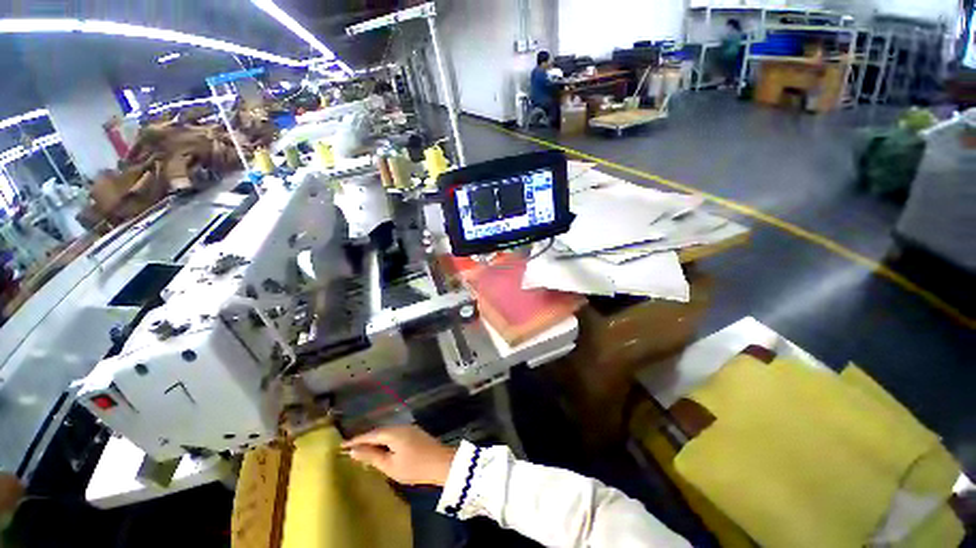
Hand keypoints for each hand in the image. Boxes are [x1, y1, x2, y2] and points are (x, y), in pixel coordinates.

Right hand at [341, 425, 456, 485]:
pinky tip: (382, 449)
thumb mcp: (390, 465)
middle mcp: (400, 426)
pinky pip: (395, 435)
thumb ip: (372, 457)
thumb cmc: (414, 466)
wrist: (441, 463)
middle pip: (379, 431)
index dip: (356, 440)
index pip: (370, 434)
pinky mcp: (415, 434)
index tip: (341, 445)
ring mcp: (409, 429)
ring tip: (363, 449)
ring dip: (376, 440)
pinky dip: (385, 441)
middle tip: (351, 447)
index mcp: (393, 432)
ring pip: (388, 433)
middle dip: (365, 439)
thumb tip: (353, 450)